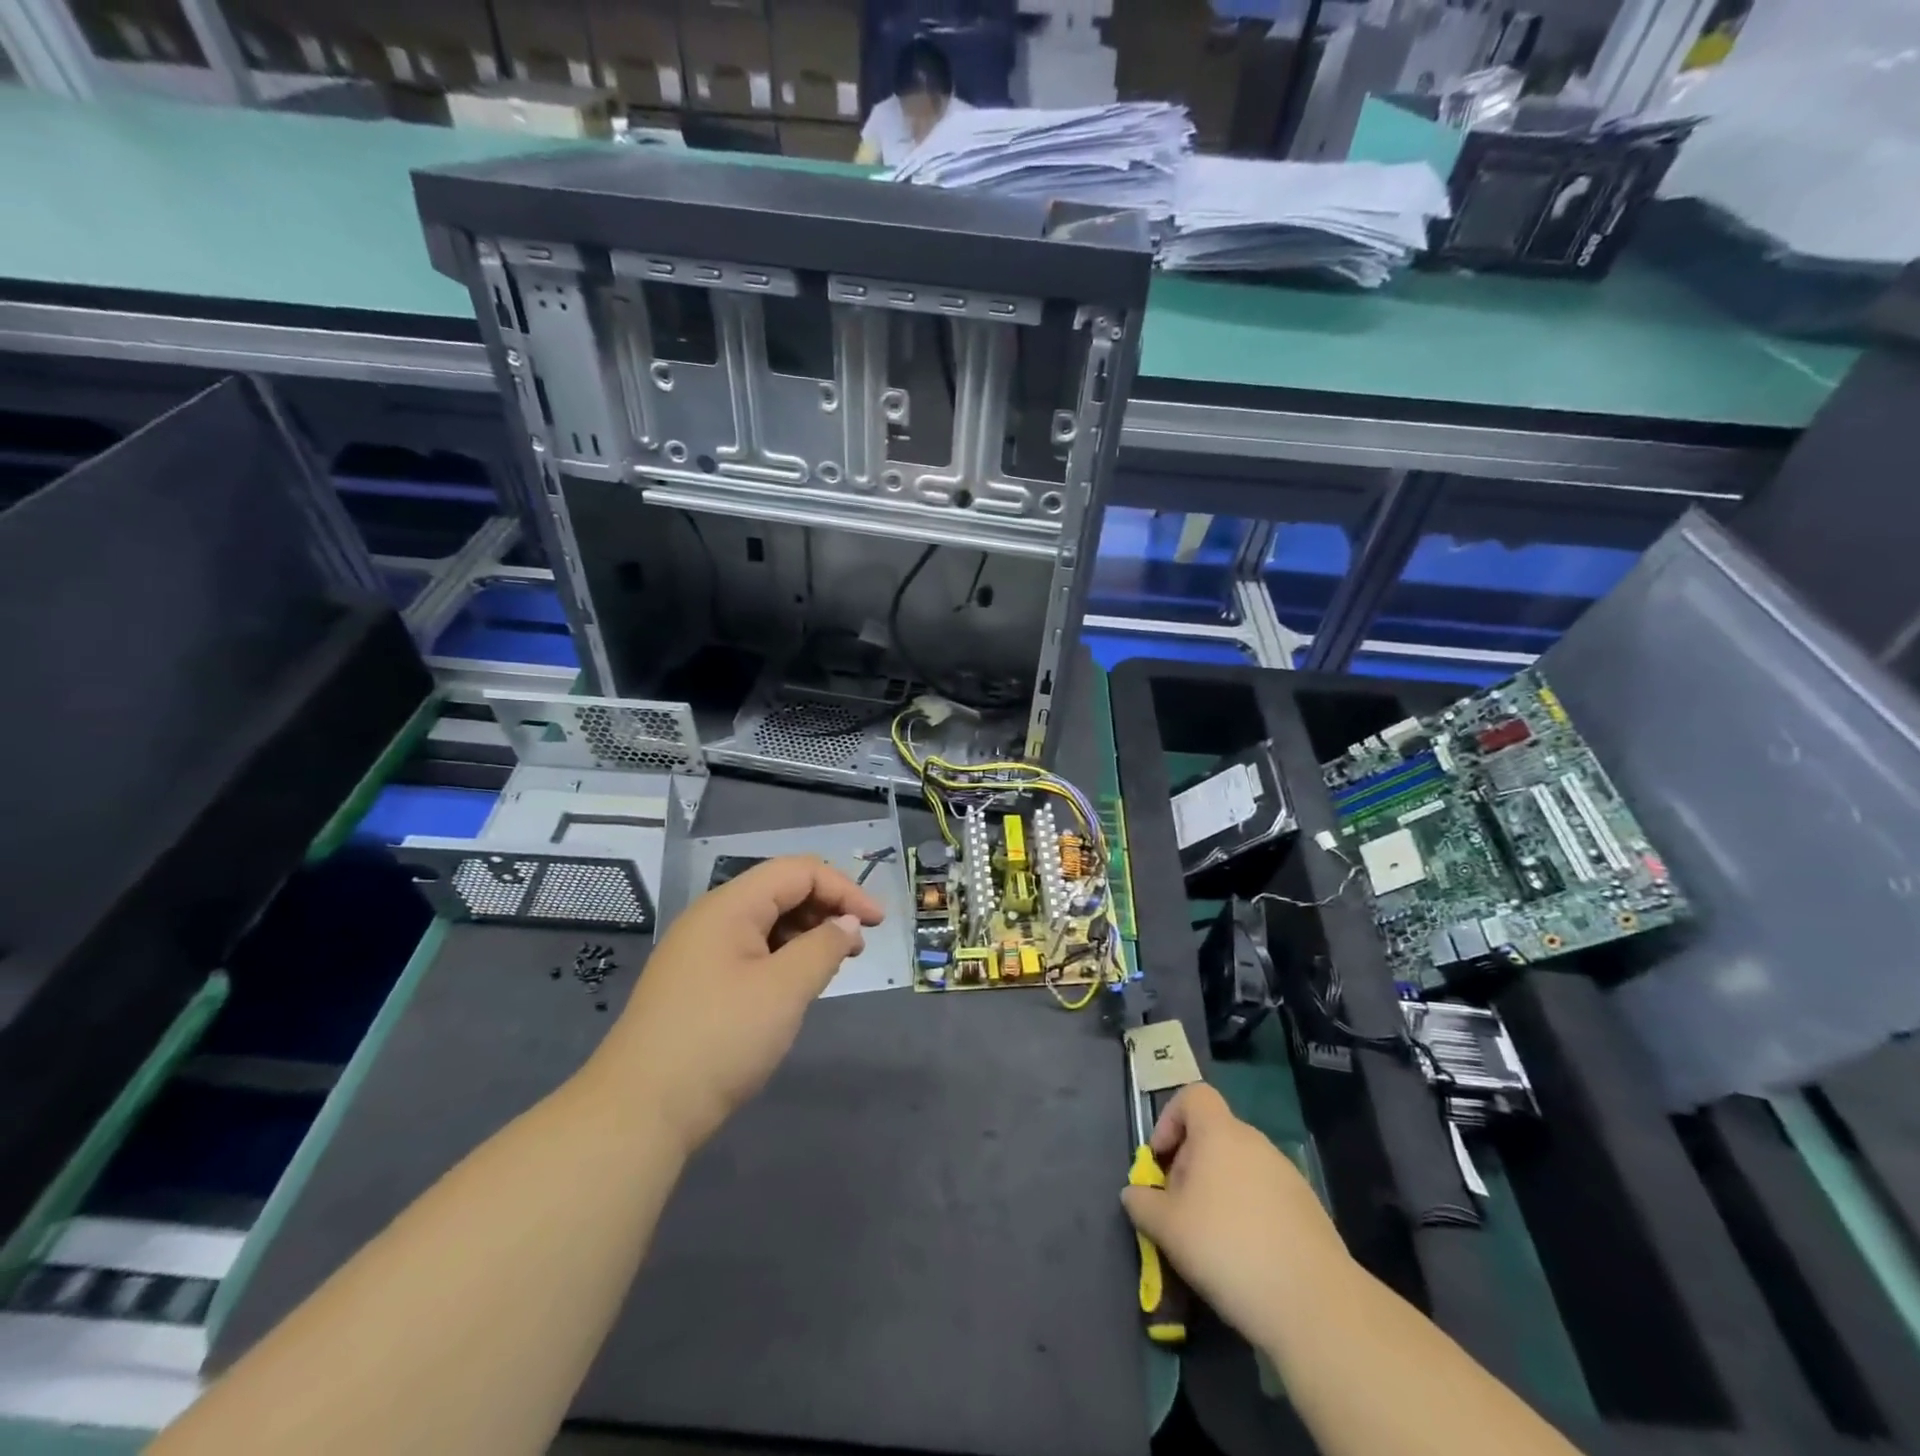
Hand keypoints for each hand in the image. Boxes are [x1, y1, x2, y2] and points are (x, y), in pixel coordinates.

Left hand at [591, 856, 884, 1156]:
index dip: (844, 889)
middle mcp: (712, 918)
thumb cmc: (720, 1039)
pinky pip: (751, 951)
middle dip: (827, 909)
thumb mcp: (785, 989)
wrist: (640, 1112)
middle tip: (858, 946)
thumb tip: (847, 923)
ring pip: (766, 922)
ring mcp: (700, 951)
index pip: (799, 871)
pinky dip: (783, 957)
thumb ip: (824, 946)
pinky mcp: (697, 983)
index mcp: (730, 905)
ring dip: (806, 934)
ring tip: (833, 966)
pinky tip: (796, 986)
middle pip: (781, 891)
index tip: (877, 923)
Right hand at [1120, 1084, 1348, 1350]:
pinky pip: (1266, 1195)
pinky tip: (1247, 1256)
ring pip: (1240, 1167)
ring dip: (1219, 1190)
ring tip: (1210, 1238)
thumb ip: (1143, 1203)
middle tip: (1179, 1208)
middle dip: (1191, 1164)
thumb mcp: (1167, 1228)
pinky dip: (1249, 1213)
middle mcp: (1255, 1142)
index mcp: (1220, 1133)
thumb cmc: (1228, 1249)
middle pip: (1214, 1134)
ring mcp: (1287, 1174)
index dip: (1170, 1119)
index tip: (1161, 1160)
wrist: (1315, 1305)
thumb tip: (1134, 1193)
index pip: (1193, 1095)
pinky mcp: (1309, 1209)